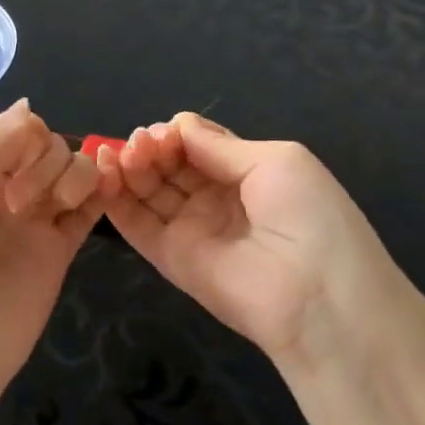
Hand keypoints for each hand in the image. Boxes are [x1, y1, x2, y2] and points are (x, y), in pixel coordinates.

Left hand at [0, 100, 102, 424]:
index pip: (15, 129)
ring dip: (74, 175)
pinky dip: (102, 191)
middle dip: (45, 161)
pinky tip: (103, 191)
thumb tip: (27, 107)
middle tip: (19, 204)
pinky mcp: (57, 251)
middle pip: (48, 145)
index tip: (13, 172)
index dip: (26, 140)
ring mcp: (32, 221)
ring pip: (73, 170)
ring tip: (55, 210)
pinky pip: (90, 208)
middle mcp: (2, 189)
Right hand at [99, 113, 402, 368]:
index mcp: (248, 174)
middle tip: (140, 142)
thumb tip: (178, 125)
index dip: (177, 134)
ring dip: (131, 165)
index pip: (198, 145)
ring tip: (122, 152)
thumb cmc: (309, 217)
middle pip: (170, 164)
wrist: (319, 299)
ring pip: (149, 189)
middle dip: (151, 146)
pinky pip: (137, 224)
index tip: (164, 131)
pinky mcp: (170, 259)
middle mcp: (216, 200)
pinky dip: (116, 197)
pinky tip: (104, 170)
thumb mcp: (275, 162)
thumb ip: (219, 145)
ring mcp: (192, 230)